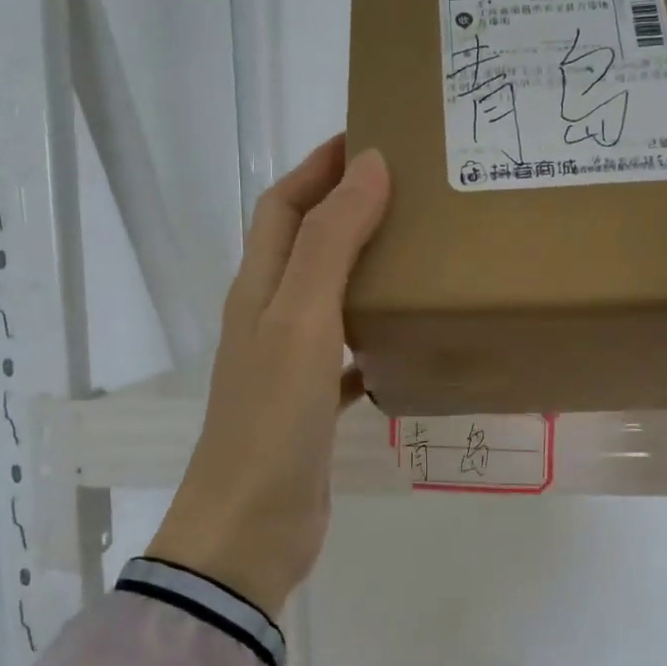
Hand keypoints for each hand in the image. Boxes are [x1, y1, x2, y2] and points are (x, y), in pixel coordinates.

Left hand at [150, 136, 390, 618]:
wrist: (250, 527)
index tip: (367, 138)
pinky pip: (344, 355)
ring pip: (327, 298)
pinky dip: (370, 338)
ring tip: (415, 255)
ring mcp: (287, 364)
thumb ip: (332, 242)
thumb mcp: (302, 319)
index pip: (283, 206)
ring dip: (361, 270)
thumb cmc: (272, 416)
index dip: (318, 166)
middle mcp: (268, 318)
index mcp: (258, 289)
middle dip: (345, 209)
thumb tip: (369, 166)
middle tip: (408, 192)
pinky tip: (404, 342)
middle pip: (304, 246)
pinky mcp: (309, 406)